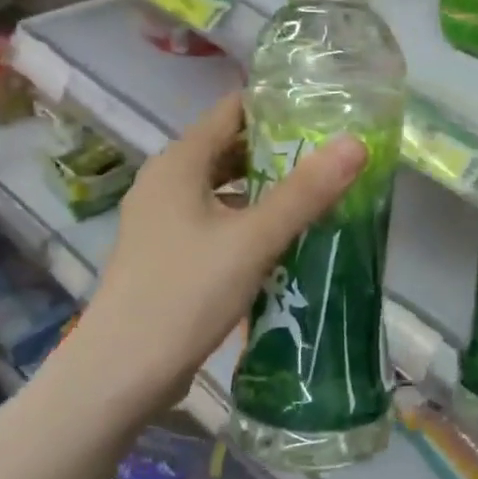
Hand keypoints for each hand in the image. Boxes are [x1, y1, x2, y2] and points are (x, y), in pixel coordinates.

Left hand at [56, 92, 366, 411]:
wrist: (122, 373)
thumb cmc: (185, 293)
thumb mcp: (253, 240)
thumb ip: (305, 192)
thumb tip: (355, 143)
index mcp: (179, 163)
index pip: (232, 111)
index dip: (277, 105)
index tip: (325, 110)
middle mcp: (166, 181)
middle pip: (228, 148)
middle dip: (278, 148)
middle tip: (331, 154)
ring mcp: (162, 219)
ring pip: (223, 187)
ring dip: (265, 187)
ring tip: (317, 192)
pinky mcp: (168, 253)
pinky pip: (215, 219)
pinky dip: (248, 218)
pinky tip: (282, 237)